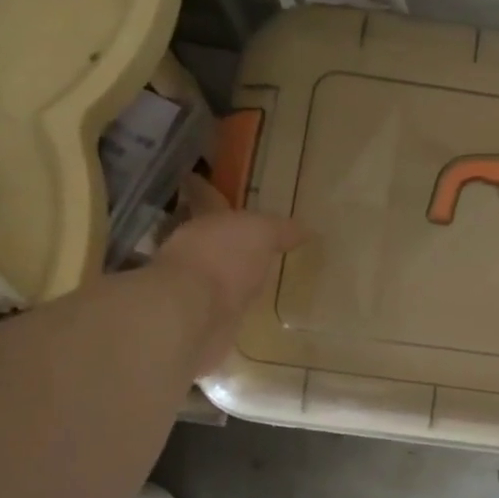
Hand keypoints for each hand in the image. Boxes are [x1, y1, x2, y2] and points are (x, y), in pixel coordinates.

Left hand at [152, 176, 304, 375]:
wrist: (192, 315)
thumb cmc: (223, 259)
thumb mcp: (261, 232)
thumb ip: (281, 230)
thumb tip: (306, 231)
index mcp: (205, 221)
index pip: (206, 198)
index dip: (204, 188)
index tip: (195, 178)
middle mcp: (194, 250)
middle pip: (208, 237)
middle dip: (221, 235)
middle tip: (244, 235)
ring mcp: (195, 287)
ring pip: (213, 271)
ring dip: (228, 272)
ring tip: (254, 274)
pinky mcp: (202, 319)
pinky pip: (220, 305)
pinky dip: (230, 304)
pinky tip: (247, 306)